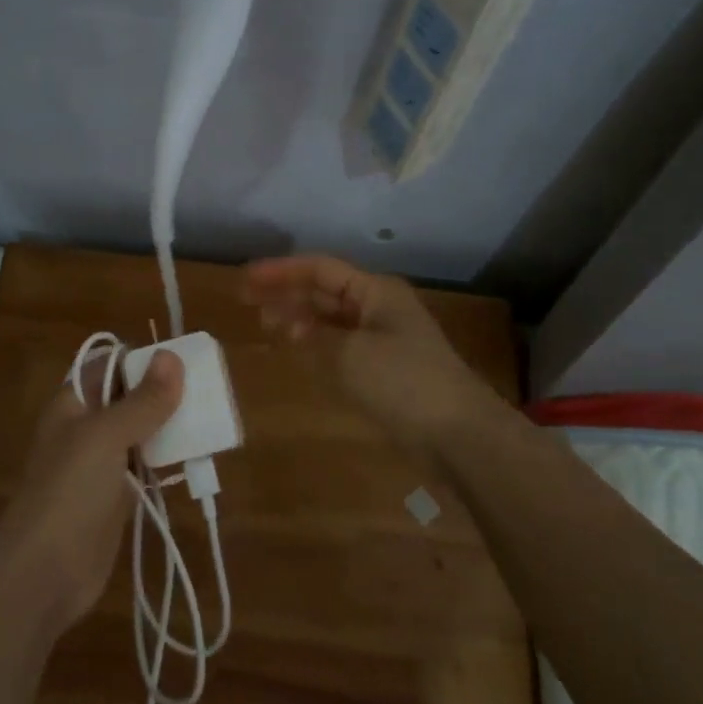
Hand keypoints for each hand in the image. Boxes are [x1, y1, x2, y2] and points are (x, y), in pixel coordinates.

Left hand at [0, 349, 184, 632]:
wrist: (45, 572)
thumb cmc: (71, 491)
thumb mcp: (107, 436)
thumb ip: (143, 400)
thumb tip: (171, 356)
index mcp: (74, 403)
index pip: (109, 365)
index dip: (143, 359)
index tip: (184, 359)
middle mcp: (86, 427)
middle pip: (129, 397)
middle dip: (164, 392)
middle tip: (209, 388)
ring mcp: (101, 464)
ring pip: (141, 432)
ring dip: (171, 425)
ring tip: (212, 416)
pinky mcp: (116, 497)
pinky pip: (147, 467)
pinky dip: (169, 460)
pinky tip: (196, 455)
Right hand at [243, 254, 498, 449]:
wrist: (457, 433)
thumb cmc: (402, 382)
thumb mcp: (350, 353)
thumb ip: (315, 335)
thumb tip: (294, 325)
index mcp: (375, 292)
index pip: (320, 269)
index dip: (281, 271)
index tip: (245, 278)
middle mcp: (378, 307)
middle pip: (324, 291)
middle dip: (286, 292)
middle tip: (246, 300)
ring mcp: (383, 338)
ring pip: (331, 318)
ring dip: (299, 317)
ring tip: (265, 322)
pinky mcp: (384, 368)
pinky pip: (341, 344)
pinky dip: (316, 342)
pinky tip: (297, 346)